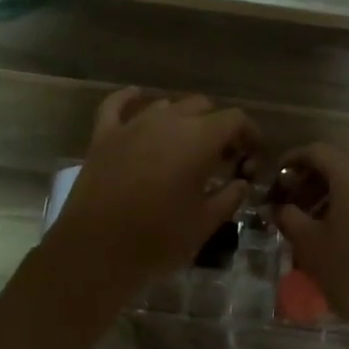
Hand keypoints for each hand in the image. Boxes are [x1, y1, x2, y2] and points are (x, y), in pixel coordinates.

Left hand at [45, 88, 259, 298]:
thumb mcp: (204, 223)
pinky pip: (117, 105)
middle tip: (223, 157)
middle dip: (218, 127)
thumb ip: (229, 197)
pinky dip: (131, 99)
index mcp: (198, 139)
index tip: (253, 155)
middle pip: (202, 107)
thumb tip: (241, 182)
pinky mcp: (103, 136)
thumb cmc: (157, 240)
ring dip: (183, 119)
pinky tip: (138, 97)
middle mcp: (167, 121)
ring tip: (187, 145)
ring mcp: (132, 125)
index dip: (249, 133)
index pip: (234, 119)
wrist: (95, 252)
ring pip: (166, 105)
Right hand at [272, 143, 348, 339]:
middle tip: (296, 199)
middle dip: (316, 176)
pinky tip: (347, 224)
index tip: (278, 180)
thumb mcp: (309, 243)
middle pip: (341, 160)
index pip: (315, 151)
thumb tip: (276, 207)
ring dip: (338, 188)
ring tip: (319, 216)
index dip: (292, 162)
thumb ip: (288, 216)